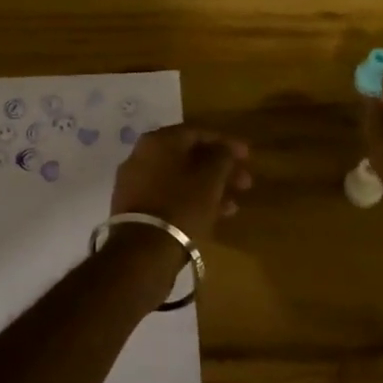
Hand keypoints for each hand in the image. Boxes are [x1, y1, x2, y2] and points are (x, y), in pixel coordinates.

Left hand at [110, 126, 252, 244]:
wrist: (143, 250)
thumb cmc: (181, 205)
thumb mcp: (210, 178)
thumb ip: (222, 156)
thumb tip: (225, 148)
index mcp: (158, 140)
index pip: (197, 132)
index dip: (226, 142)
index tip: (247, 156)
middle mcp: (142, 155)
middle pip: (188, 157)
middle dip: (220, 169)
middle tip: (245, 183)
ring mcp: (135, 183)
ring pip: (180, 179)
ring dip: (209, 188)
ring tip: (234, 205)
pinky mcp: (135, 208)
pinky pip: (169, 196)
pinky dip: (191, 201)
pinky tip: (214, 217)